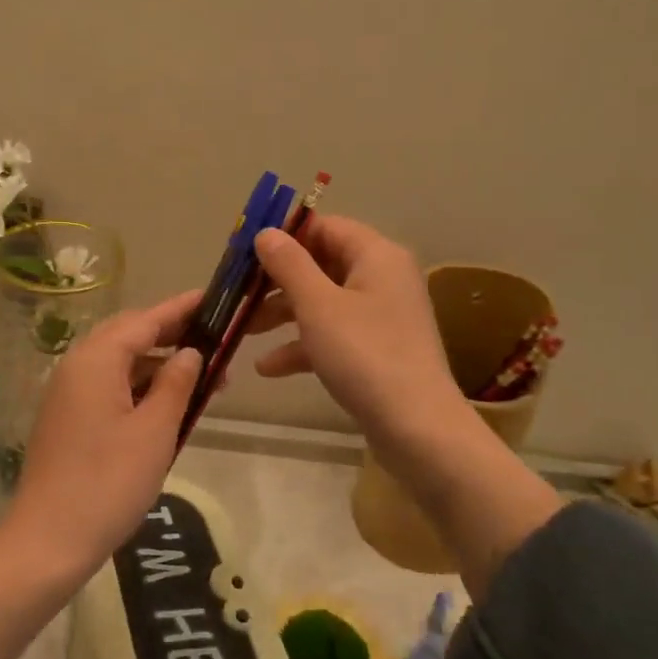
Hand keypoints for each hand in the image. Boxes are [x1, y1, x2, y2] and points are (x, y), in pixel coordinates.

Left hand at [4, 290, 204, 573]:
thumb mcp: (155, 431)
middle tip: (212, 337)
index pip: (146, 320)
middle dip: (171, 333)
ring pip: (119, 361)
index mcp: (96, 360)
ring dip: (157, 363)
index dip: (181, 308)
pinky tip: (166, 402)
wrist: (47, 542)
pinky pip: (108, 384)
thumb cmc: (108, 482)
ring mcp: (67, 392)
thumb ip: (175, 383)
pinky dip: (138, 385)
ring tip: (201, 376)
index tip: (212, 298)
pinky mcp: (67, 417)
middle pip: (129, 334)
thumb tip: (190, 352)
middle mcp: (77, 366)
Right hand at [249, 215, 563, 593]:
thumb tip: (266, 233)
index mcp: (376, 256)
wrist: (419, 431)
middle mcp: (382, 278)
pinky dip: (302, 345)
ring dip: (283, 314)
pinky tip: (268, 367)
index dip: (285, 235)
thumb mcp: (317, 305)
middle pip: (321, 264)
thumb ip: (289, 264)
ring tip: (243, 330)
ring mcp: (381, 317)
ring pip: (323, 301)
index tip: (246, 251)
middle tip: (238, 293)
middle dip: (277, 280)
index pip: (325, 227)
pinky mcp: (377, 350)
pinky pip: (333, 334)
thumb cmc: (365, 356)